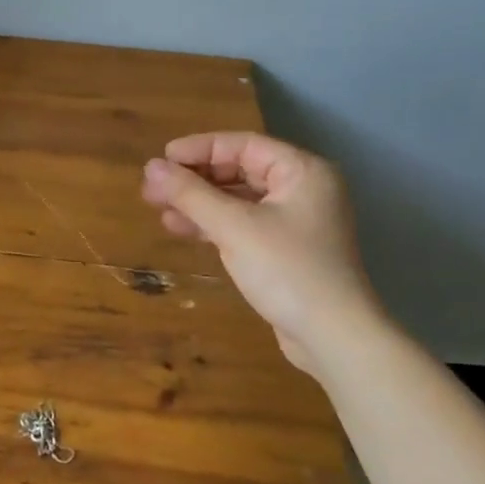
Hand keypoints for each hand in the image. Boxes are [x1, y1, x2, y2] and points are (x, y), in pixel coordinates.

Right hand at [141, 132, 380, 371]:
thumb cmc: (287, 270)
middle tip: (153, 188)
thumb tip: (150, 167)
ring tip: (158, 208)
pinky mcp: (285, 249)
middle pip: (239, 170)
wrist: (334, 338)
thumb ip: (191, 194)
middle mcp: (302, 189)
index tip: (161, 159)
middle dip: (195, 179)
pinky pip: (243, 224)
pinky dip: (214, 224)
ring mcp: (295, 221)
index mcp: (302, 171)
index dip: (199, 149)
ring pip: (238, 200)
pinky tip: (181, 229)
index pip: (243, 145)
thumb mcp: (234, 227)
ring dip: (199, 203)